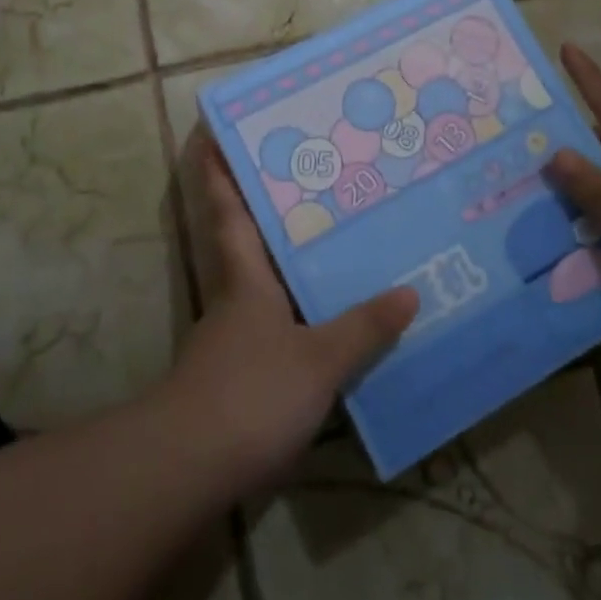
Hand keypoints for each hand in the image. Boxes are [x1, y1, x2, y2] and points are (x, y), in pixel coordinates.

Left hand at [164, 139, 417, 495]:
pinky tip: (327, 318)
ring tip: (332, 237)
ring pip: (261, 279)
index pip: (227, 210)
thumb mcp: (318, 360)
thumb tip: (408, 292)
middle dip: (263, 205)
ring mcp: (233, 335)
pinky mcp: (239, 372)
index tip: (213, 131)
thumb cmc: (251, 393)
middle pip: (244, 238)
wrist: (192, 468)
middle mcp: (235, 295)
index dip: (218, 169)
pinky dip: (296, 309)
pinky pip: (273, 322)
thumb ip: (363, 328)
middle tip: (307, 172)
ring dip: (285, 257)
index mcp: (244, 276)